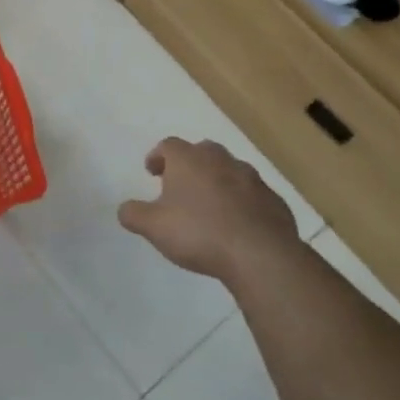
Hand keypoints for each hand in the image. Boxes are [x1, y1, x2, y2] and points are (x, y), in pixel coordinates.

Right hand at [118, 138, 299, 285]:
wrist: (260, 255)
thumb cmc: (199, 233)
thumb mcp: (153, 227)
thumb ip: (133, 214)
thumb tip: (125, 208)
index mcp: (189, 160)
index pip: (168, 145)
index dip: (157, 157)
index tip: (152, 172)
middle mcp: (221, 160)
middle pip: (202, 151)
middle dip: (190, 164)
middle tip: (180, 185)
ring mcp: (252, 178)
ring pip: (230, 171)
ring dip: (217, 182)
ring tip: (209, 206)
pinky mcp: (274, 200)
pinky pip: (252, 195)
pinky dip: (241, 202)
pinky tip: (236, 224)